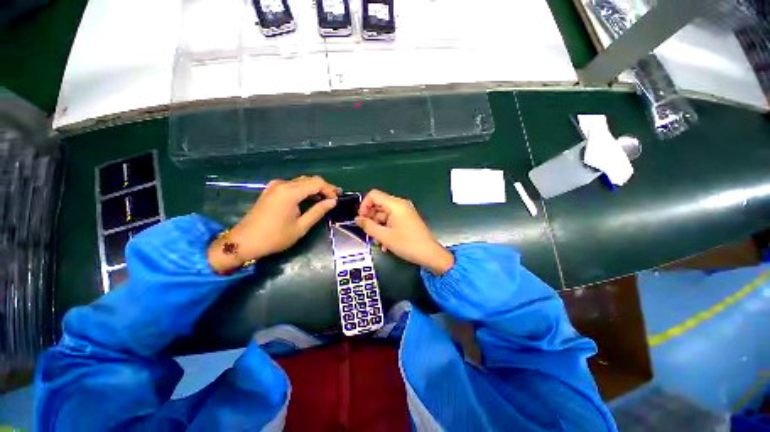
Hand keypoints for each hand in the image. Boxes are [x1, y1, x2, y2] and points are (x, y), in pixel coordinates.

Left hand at [208, 176, 338, 272]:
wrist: (244, 241)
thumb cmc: (275, 237)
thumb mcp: (301, 226)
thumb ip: (318, 211)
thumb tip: (332, 201)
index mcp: (290, 192)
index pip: (316, 183)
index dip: (329, 189)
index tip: (337, 199)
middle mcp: (282, 184)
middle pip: (309, 179)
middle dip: (324, 187)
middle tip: (334, 198)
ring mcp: (275, 186)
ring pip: (301, 181)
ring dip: (314, 188)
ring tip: (325, 199)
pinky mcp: (271, 191)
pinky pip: (292, 185)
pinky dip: (304, 190)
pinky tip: (309, 199)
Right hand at [355, 190, 453, 274]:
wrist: (430, 254)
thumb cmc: (407, 244)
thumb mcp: (384, 236)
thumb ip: (368, 226)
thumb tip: (357, 219)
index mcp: (395, 204)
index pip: (373, 195)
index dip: (364, 205)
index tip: (360, 219)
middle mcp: (400, 205)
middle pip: (378, 205)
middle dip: (370, 219)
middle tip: (367, 233)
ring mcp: (404, 212)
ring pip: (384, 215)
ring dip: (378, 227)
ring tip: (377, 242)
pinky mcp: (407, 220)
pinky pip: (391, 221)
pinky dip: (385, 229)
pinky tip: (385, 244)